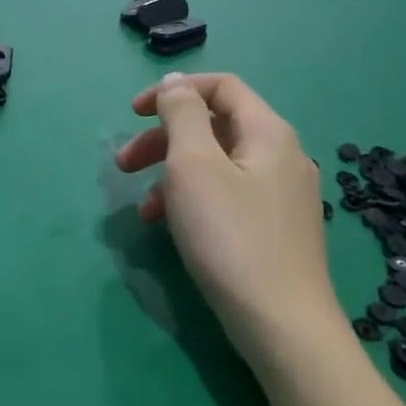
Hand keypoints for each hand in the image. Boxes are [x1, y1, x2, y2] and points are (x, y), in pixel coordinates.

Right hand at [114, 72, 336, 347]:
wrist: (281, 323)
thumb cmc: (230, 237)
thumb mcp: (194, 166)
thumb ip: (182, 115)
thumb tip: (177, 83)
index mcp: (267, 132)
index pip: (221, 87)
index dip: (174, 92)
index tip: (133, 114)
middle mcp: (282, 156)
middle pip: (215, 127)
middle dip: (164, 139)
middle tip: (123, 165)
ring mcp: (282, 195)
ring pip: (218, 166)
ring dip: (173, 175)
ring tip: (144, 210)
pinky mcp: (276, 229)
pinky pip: (228, 196)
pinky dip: (194, 201)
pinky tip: (174, 229)